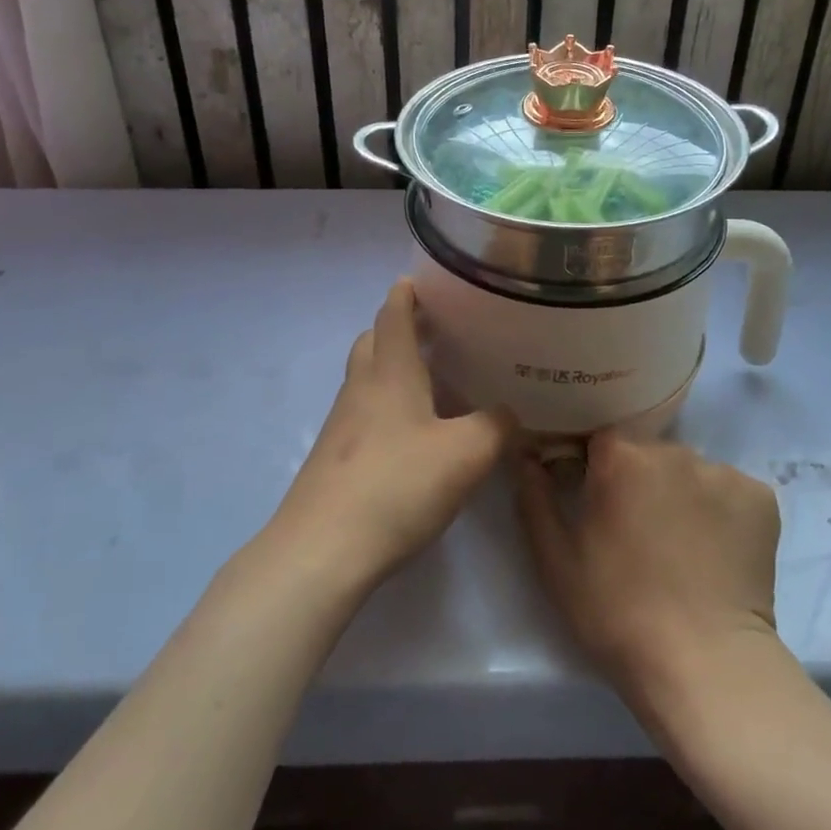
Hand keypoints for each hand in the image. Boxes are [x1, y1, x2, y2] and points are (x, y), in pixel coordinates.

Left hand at [270, 280, 509, 591]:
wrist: (322, 550)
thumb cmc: (396, 484)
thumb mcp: (466, 454)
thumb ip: (496, 426)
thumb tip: (508, 413)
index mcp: (390, 370)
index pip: (394, 313)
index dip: (408, 292)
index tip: (428, 280)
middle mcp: (361, 387)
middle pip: (374, 340)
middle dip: (400, 327)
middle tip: (438, 331)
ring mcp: (342, 423)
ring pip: (367, 377)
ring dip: (393, 367)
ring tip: (434, 381)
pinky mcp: (335, 457)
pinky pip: (364, 412)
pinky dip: (388, 405)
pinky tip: (415, 433)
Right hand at [515, 431, 780, 705]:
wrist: (705, 667)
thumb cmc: (618, 612)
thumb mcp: (556, 561)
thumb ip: (534, 497)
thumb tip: (526, 455)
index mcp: (621, 456)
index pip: (601, 440)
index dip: (593, 467)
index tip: (594, 499)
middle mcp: (674, 450)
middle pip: (648, 453)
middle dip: (638, 481)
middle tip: (636, 531)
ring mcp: (722, 472)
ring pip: (690, 471)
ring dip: (680, 494)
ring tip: (681, 546)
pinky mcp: (761, 498)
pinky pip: (730, 491)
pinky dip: (721, 511)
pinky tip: (716, 551)